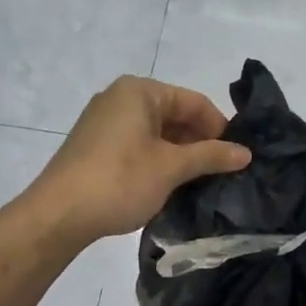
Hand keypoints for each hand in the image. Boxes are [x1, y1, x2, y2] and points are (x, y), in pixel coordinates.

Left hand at [28, 76, 251, 244]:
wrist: (58, 214)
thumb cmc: (120, 180)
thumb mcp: (171, 167)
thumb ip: (210, 156)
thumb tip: (246, 152)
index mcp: (139, 91)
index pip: (194, 102)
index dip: (220, 128)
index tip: (237, 157)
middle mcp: (120, 98)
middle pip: (174, 114)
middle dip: (199, 142)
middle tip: (222, 173)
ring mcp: (103, 122)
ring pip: (155, 132)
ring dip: (179, 154)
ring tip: (199, 182)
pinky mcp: (94, 146)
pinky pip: (137, 145)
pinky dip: (157, 160)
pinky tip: (168, 184)